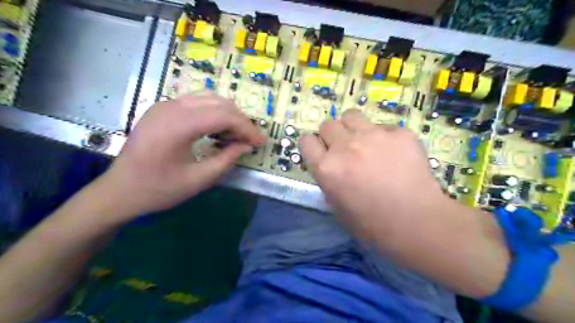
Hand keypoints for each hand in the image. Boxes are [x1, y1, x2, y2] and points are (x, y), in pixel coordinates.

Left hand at [96, 92, 264, 220]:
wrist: (119, 191)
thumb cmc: (158, 189)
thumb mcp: (198, 179)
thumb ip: (226, 159)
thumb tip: (246, 146)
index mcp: (178, 125)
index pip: (223, 116)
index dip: (246, 128)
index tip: (260, 142)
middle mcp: (171, 107)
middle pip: (218, 103)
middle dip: (240, 120)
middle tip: (251, 139)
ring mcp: (165, 105)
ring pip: (208, 98)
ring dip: (228, 113)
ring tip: (238, 133)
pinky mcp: (162, 108)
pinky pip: (196, 102)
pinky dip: (213, 112)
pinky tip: (218, 128)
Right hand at [299, 109, 450, 241]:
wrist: (417, 223)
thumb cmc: (373, 225)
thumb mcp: (338, 207)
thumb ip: (329, 181)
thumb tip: (332, 167)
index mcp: (327, 168)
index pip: (306, 141)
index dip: (312, 145)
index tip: (320, 150)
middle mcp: (345, 146)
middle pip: (328, 125)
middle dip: (332, 136)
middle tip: (344, 149)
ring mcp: (373, 136)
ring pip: (352, 116)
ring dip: (353, 127)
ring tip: (365, 142)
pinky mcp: (399, 133)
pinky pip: (383, 127)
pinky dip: (384, 138)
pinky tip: (395, 154)